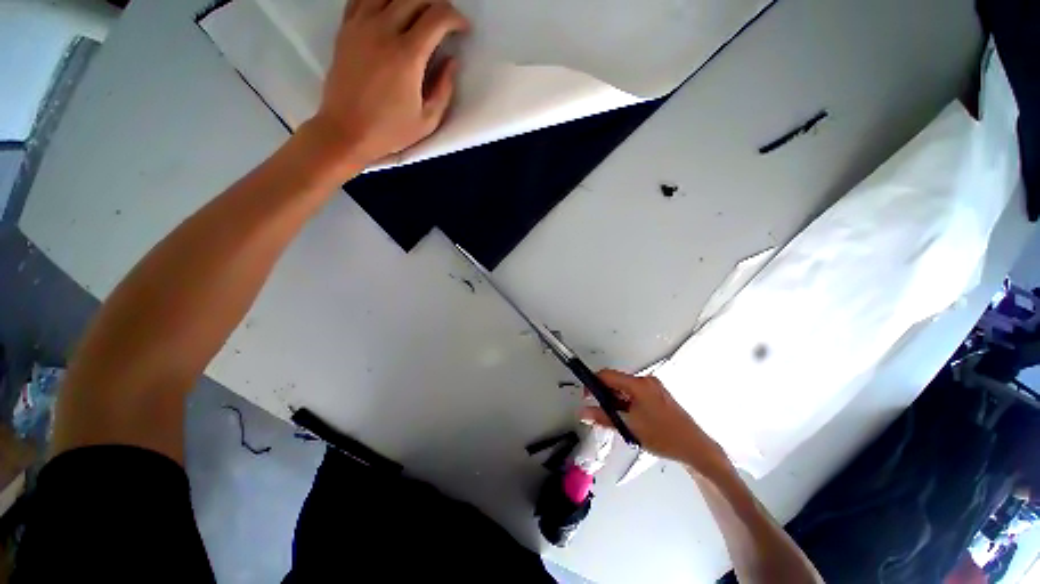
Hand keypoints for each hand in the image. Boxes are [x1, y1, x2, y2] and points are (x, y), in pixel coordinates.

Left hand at [303, 0, 469, 173]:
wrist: (345, 131)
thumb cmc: (390, 131)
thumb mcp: (427, 121)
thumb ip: (444, 89)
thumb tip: (452, 62)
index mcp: (407, 56)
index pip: (437, 17)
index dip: (455, 18)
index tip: (463, 29)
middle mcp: (383, 31)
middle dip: (436, 3)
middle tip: (445, 20)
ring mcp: (360, 26)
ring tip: (420, 12)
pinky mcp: (346, 29)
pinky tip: (390, 9)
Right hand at [580, 370, 726, 469]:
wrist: (695, 448)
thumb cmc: (664, 437)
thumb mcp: (629, 428)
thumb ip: (603, 418)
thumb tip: (583, 413)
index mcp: (639, 385)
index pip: (607, 375)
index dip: (593, 383)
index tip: (587, 396)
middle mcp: (646, 381)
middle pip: (616, 380)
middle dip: (606, 394)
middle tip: (602, 412)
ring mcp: (654, 387)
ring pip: (625, 387)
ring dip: (617, 399)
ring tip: (619, 419)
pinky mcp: (658, 394)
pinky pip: (635, 392)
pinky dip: (627, 401)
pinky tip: (630, 418)